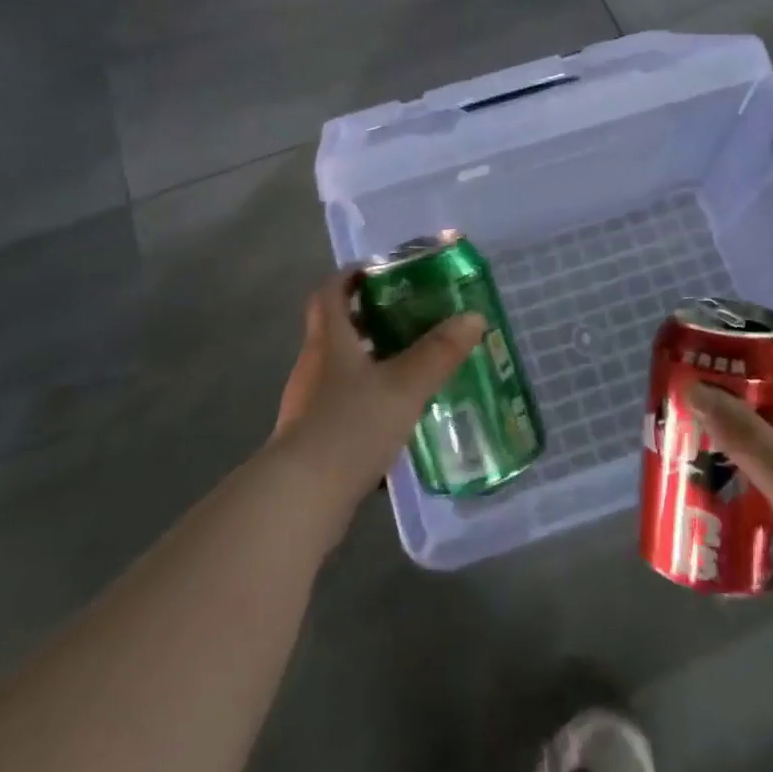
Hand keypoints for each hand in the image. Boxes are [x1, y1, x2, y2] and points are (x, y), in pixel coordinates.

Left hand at [272, 270, 483, 508]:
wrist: (300, 499)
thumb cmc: (350, 426)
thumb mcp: (404, 386)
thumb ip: (438, 353)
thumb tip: (472, 317)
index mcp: (329, 341)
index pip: (330, 292)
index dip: (351, 276)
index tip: (379, 271)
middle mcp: (313, 366)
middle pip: (335, 329)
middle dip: (369, 319)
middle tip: (409, 318)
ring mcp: (308, 405)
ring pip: (340, 369)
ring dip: (370, 362)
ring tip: (411, 368)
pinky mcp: (310, 440)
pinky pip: (341, 407)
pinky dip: (366, 402)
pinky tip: (395, 420)